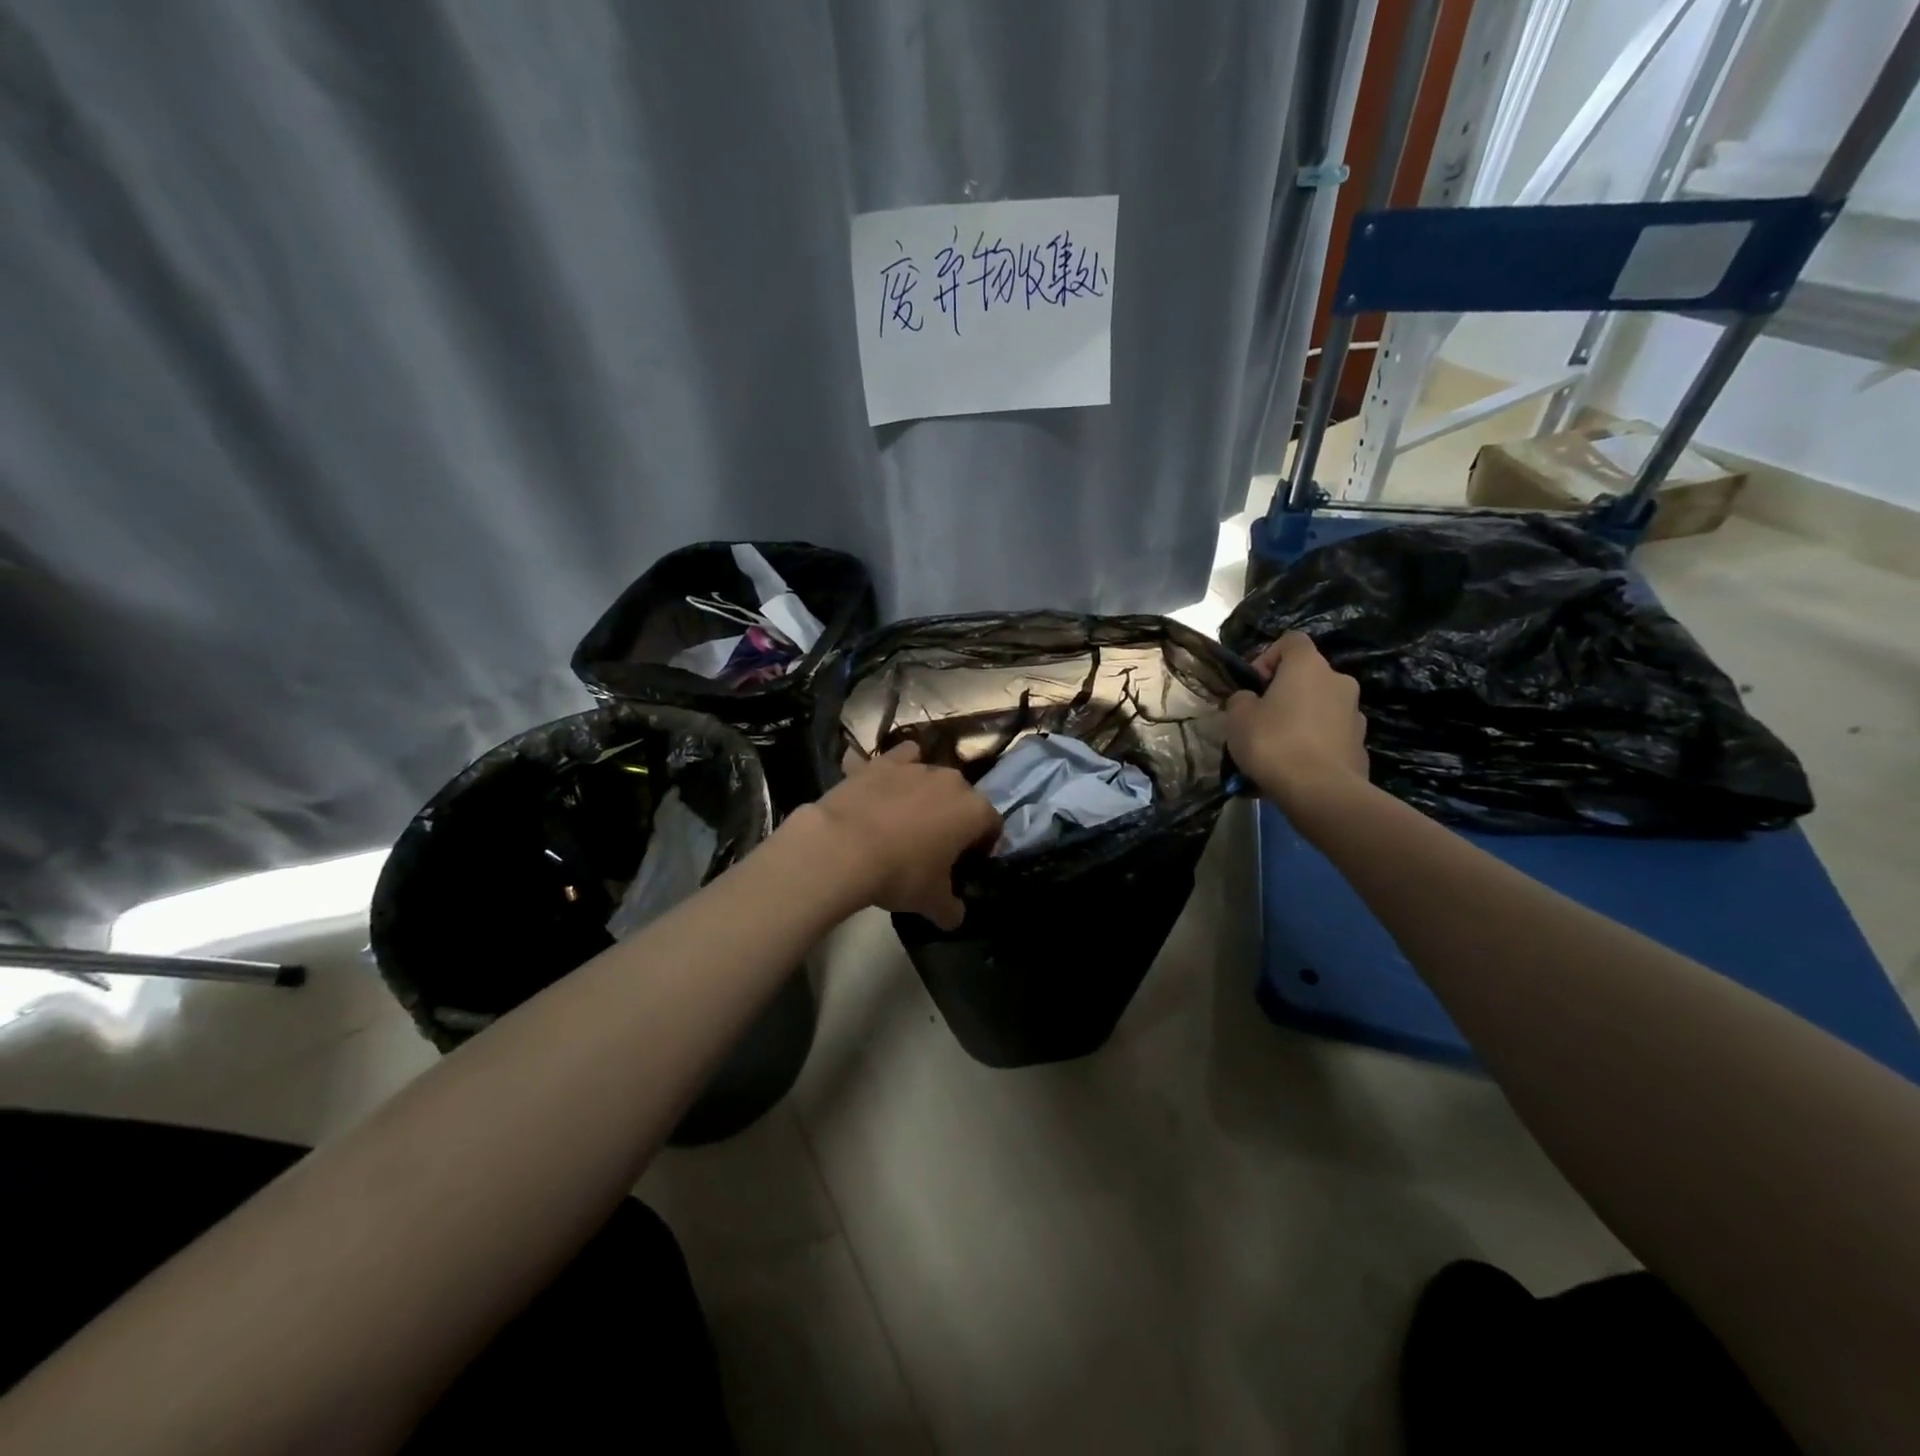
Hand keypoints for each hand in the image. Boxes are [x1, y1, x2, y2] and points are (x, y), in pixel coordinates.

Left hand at [796, 742, 1002, 929]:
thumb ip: (952, 909)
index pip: (993, 825)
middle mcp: (953, 781)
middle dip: (955, 819)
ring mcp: (917, 766)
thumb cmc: (900, 874)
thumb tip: (955, 916)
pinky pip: (903, 758)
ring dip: (928, 796)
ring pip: (933, 778)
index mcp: (975, 811)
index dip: (983, 846)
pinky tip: (889, 787)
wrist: (843, 846)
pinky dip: (901, 769)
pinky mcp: (883, 761)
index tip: (965, 865)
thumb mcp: (932, 902)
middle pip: (964, 799)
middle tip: (935, 847)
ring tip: (906, 822)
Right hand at [1226, 632, 1369, 814]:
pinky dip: (1315, 743)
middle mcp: (1338, 681)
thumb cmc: (1273, 742)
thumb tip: (1251, 700)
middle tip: (1262, 719)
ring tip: (1278, 749)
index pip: (1291, 640)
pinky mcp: (1360, 744)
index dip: (1268, 657)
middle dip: (1285, 693)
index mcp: (1309, 666)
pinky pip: (1330, 735)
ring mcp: (1355, 713)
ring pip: (1320, 707)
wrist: (1320, 791)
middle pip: (1308, 676)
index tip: (1254, 685)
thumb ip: (1242, 699)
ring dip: (1301, 719)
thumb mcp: (1238, 717)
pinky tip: (1297, 767)